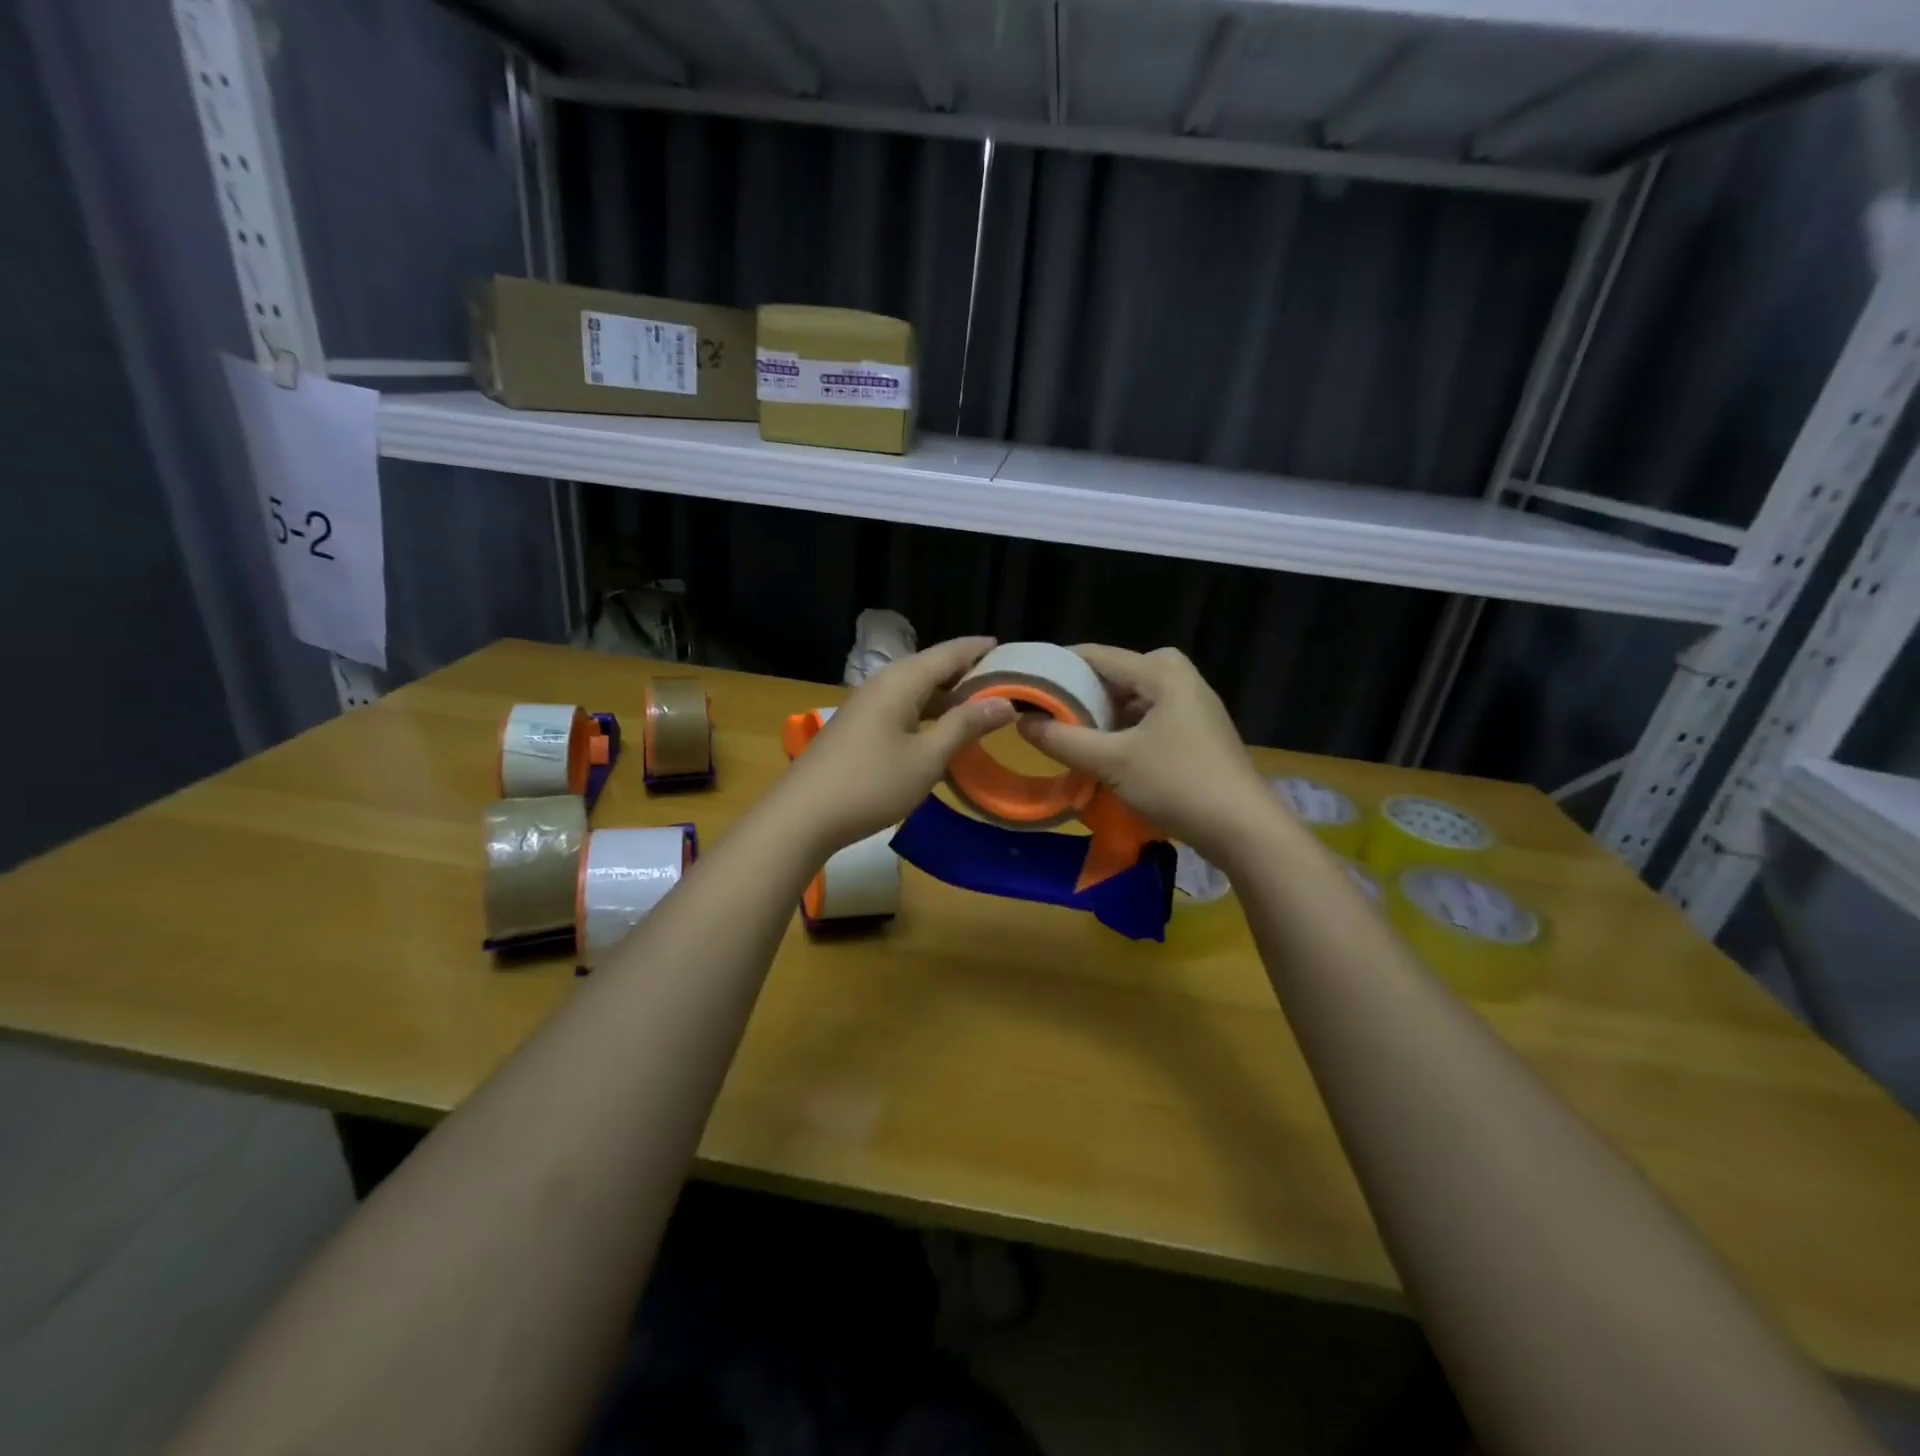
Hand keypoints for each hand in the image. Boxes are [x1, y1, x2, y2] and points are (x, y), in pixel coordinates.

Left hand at [778, 636, 1015, 854]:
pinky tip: (940, 731)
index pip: (949, 652)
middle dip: (966, 672)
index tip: (1011, 650)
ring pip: (915, 689)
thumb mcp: (927, 758)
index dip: (980, 650)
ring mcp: (866, 705)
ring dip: (947, 695)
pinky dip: (927, 712)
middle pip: (931, 666)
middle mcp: (882, 683)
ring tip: (980, 705)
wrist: (803, 816)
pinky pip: (901, 707)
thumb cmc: (871, 784)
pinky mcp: (858, 727)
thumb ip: (965, 726)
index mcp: (901, 681)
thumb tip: (1005, 703)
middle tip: (1004, 682)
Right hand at [1016, 645, 1283, 864]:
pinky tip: (1103, 753)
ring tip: (1066, 735)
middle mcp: (1179, 678)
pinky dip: (1122, 730)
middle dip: (1079, 694)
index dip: (1057, 667)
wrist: (1243, 829)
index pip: (1096, 655)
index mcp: (1162, 671)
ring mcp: (1192, 705)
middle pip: (1115, 675)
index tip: (1024, 684)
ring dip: (1100, 716)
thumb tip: (1022, 722)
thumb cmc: (1177, 784)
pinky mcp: (1196, 731)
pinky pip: (1148, 718)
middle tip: (1045, 715)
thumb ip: (1063, 740)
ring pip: (1131, 699)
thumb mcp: (1111, 762)